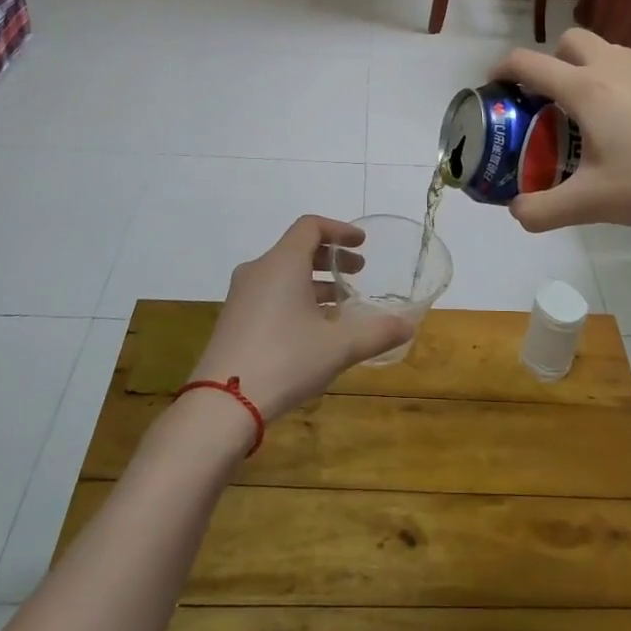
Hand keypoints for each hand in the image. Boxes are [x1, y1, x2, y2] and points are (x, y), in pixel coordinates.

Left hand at [188, 216, 409, 422]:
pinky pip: (269, 294)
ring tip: (340, 305)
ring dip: (314, 281)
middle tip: (357, 274)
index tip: (362, 244)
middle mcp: (258, 271)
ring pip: (283, 273)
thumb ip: (376, 332)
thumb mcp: (339, 347)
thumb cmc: (286, 361)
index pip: (311, 227)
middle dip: (330, 257)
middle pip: (297, 248)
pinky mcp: (233, 320)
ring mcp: (241, 296)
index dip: (340, 230)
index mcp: (282, 264)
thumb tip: (408, 326)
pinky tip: (312, 329)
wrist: (223, 404)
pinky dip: (295, 297)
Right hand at [494, 28, 630, 231]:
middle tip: (552, 100)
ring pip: (608, 51)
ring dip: (590, 69)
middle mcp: (614, 67)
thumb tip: (516, 212)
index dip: (502, 68)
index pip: (528, 62)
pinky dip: (625, 83)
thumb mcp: (591, 204)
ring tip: (596, 114)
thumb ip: (543, 210)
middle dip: (552, 61)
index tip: (494, 84)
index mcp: (585, 90)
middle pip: (570, 40)